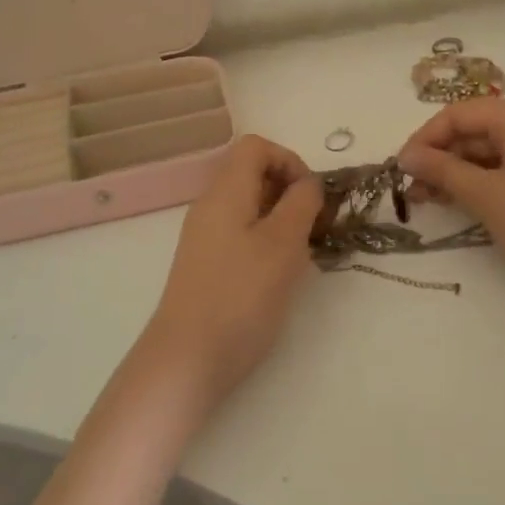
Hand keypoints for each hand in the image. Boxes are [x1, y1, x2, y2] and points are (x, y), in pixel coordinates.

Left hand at [143, 135, 323, 411]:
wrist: (189, 358)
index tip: (312, 197)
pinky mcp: (209, 264)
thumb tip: (308, 183)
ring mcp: (206, 236)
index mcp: (225, 191)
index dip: (290, 160)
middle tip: (315, 227)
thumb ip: (301, 203)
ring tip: (302, 253)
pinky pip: (243, 234)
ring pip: (251, 206)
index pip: (256, 146)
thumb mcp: (283, 243)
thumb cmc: (241, 295)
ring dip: (283, 219)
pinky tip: (281, 273)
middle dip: (291, 192)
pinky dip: (268, 241)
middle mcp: (211, 206)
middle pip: (253, 174)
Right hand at [398, 99, 504, 309]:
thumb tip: (405, 156)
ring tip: (426, 199)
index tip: (400, 167)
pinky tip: (457, 202)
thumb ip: (442, 170)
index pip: (459, 113)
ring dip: (454, 172)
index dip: (425, 137)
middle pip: (473, 130)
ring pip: (486, 152)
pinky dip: (477, 182)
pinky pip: (503, 168)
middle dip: (439, 156)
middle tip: (411, 188)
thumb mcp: (484, 195)